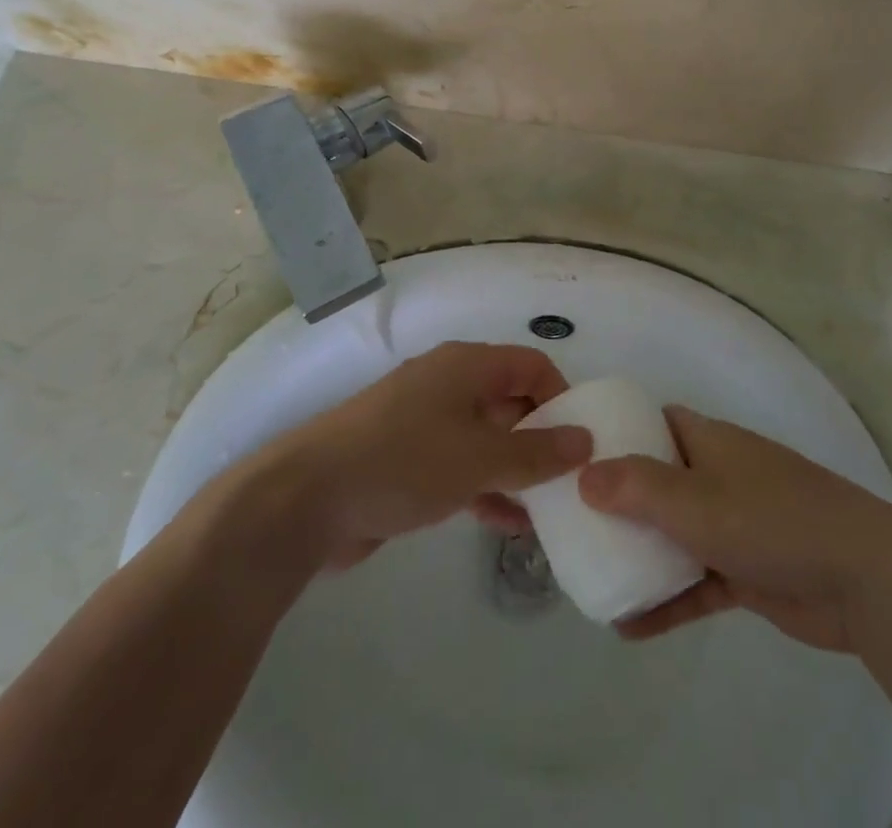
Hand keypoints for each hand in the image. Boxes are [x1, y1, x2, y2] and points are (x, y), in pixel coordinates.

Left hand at [270, 342, 591, 568]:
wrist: (306, 499)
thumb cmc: (402, 462)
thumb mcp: (479, 457)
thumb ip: (536, 452)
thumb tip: (585, 439)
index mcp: (466, 366)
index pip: (531, 365)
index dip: (561, 396)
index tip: (581, 441)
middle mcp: (449, 385)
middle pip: (510, 401)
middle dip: (542, 439)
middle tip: (572, 481)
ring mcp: (426, 423)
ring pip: (488, 439)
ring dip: (517, 471)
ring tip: (548, 512)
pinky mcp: (408, 460)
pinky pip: (462, 466)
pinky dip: (486, 488)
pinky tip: (509, 525)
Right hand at [578, 406, 891, 650]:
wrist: (864, 578)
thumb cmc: (772, 519)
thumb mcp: (696, 500)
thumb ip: (637, 487)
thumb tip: (583, 476)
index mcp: (709, 441)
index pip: (656, 423)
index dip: (620, 432)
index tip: (580, 454)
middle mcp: (719, 474)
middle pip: (659, 478)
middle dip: (620, 498)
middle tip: (573, 520)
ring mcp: (735, 523)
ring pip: (675, 532)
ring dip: (640, 552)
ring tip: (592, 571)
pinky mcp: (748, 571)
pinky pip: (695, 580)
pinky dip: (667, 598)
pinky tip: (628, 626)